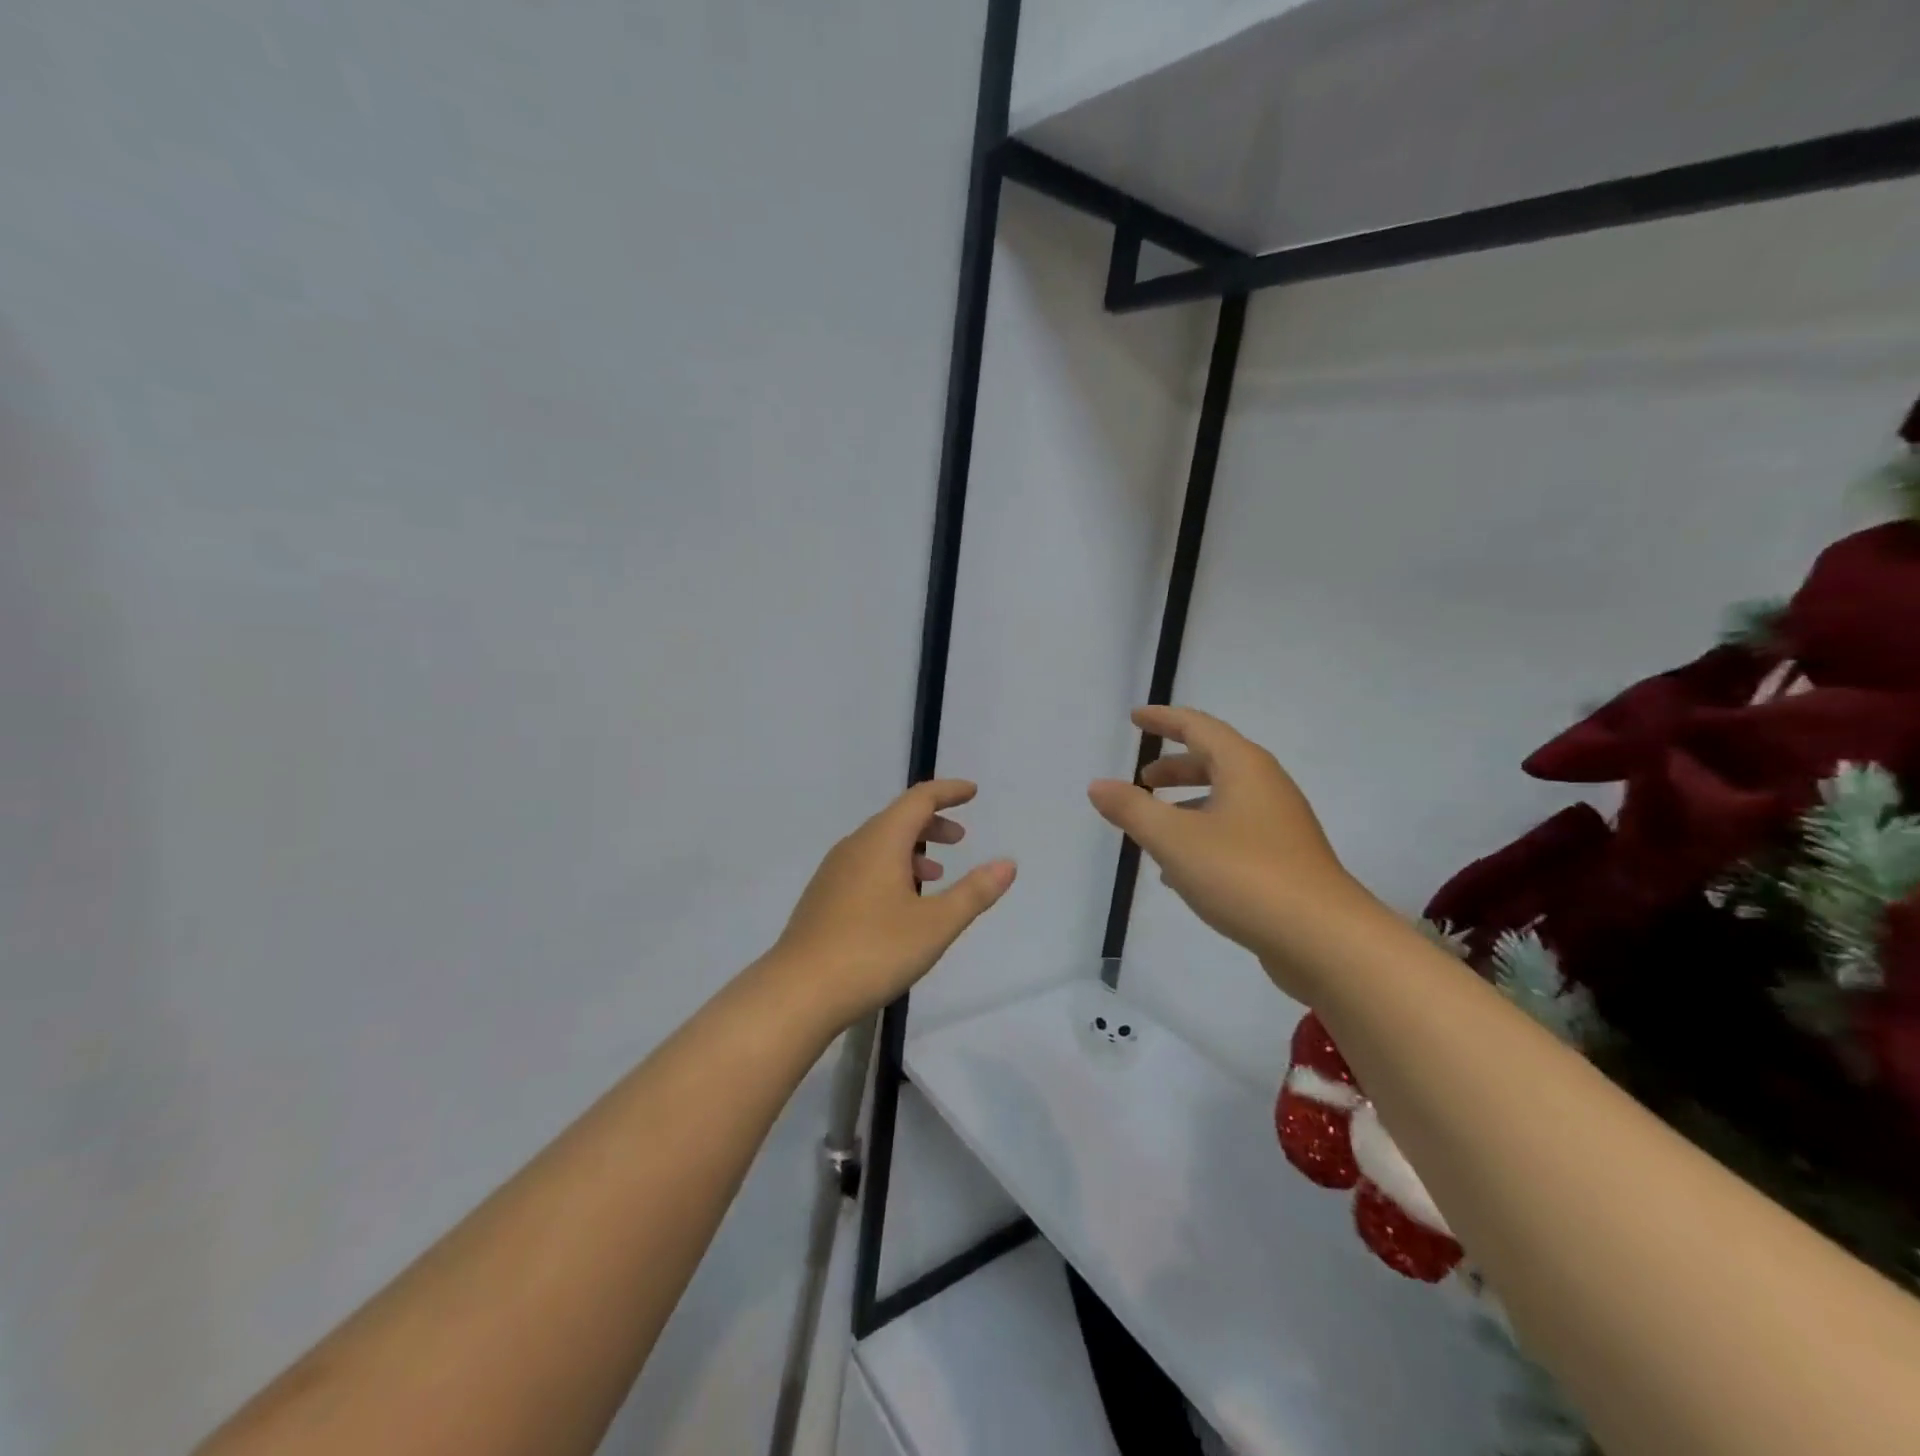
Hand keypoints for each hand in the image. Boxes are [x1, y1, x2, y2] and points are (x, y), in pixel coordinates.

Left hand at [768, 780, 1015, 1029]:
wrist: (798, 991)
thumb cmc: (873, 951)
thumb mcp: (936, 925)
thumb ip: (974, 892)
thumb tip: (1007, 863)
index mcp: (881, 841)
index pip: (919, 799)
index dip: (948, 792)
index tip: (972, 792)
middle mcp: (854, 846)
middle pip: (897, 819)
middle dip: (931, 822)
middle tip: (959, 839)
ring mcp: (833, 872)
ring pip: (879, 845)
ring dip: (912, 850)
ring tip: (936, 875)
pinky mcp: (822, 897)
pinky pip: (864, 866)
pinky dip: (891, 868)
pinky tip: (899, 904)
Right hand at [1088, 706, 1372, 993]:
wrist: (1323, 939)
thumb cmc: (1243, 874)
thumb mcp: (1174, 839)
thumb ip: (1132, 809)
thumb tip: (1098, 785)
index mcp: (1244, 768)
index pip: (1198, 727)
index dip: (1163, 719)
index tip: (1135, 718)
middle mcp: (1266, 788)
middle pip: (1214, 762)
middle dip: (1175, 767)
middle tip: (1142, 778)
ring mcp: (1280, 826)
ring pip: (1225, 801)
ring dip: (1187, 805)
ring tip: (1153, 826)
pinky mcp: (1284, 861)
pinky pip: (1234, 833)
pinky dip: (1203, 837)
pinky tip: (1180, 872)